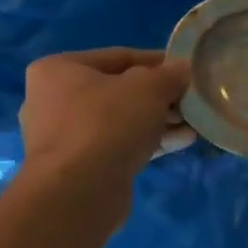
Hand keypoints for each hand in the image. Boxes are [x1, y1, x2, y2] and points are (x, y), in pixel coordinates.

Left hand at [18, 49, 192, 232]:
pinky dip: (149, 142)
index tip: (187, 71)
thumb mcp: (149, 88)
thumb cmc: (108, 123)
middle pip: (120, 91)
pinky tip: (182, 142)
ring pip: (122, 121)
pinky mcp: (79, 167)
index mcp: (59, 69)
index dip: (158, 62)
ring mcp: (65, 137)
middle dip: (161, 97)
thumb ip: (169, 74)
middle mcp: (54, 100)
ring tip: (193, 125)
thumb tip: (182, 69)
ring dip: (159, 122)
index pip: (119, 57)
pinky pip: (120, 145)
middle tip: (191, 102)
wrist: (78, 191)